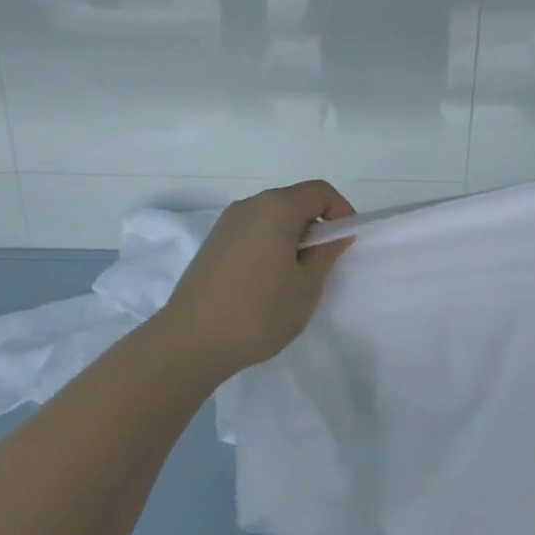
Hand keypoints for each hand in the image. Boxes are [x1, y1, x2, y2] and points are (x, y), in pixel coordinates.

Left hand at [154, 180, 355, 379]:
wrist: (190, 342)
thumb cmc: (258, 312)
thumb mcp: (306, 287)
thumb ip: (326, 254)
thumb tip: (336, 234)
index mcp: (276, 208)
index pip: (320, 192)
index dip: (341, 212)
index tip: (344, 244)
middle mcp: (249, 206)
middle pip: (294, 201)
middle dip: (316, 226)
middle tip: (322, 264)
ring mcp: (226, 224)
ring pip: (272, 217)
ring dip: (291, 237)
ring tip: (294, 277)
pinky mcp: (212, 244)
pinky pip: (253, 232)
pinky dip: (269, 245)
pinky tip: (265, 282)